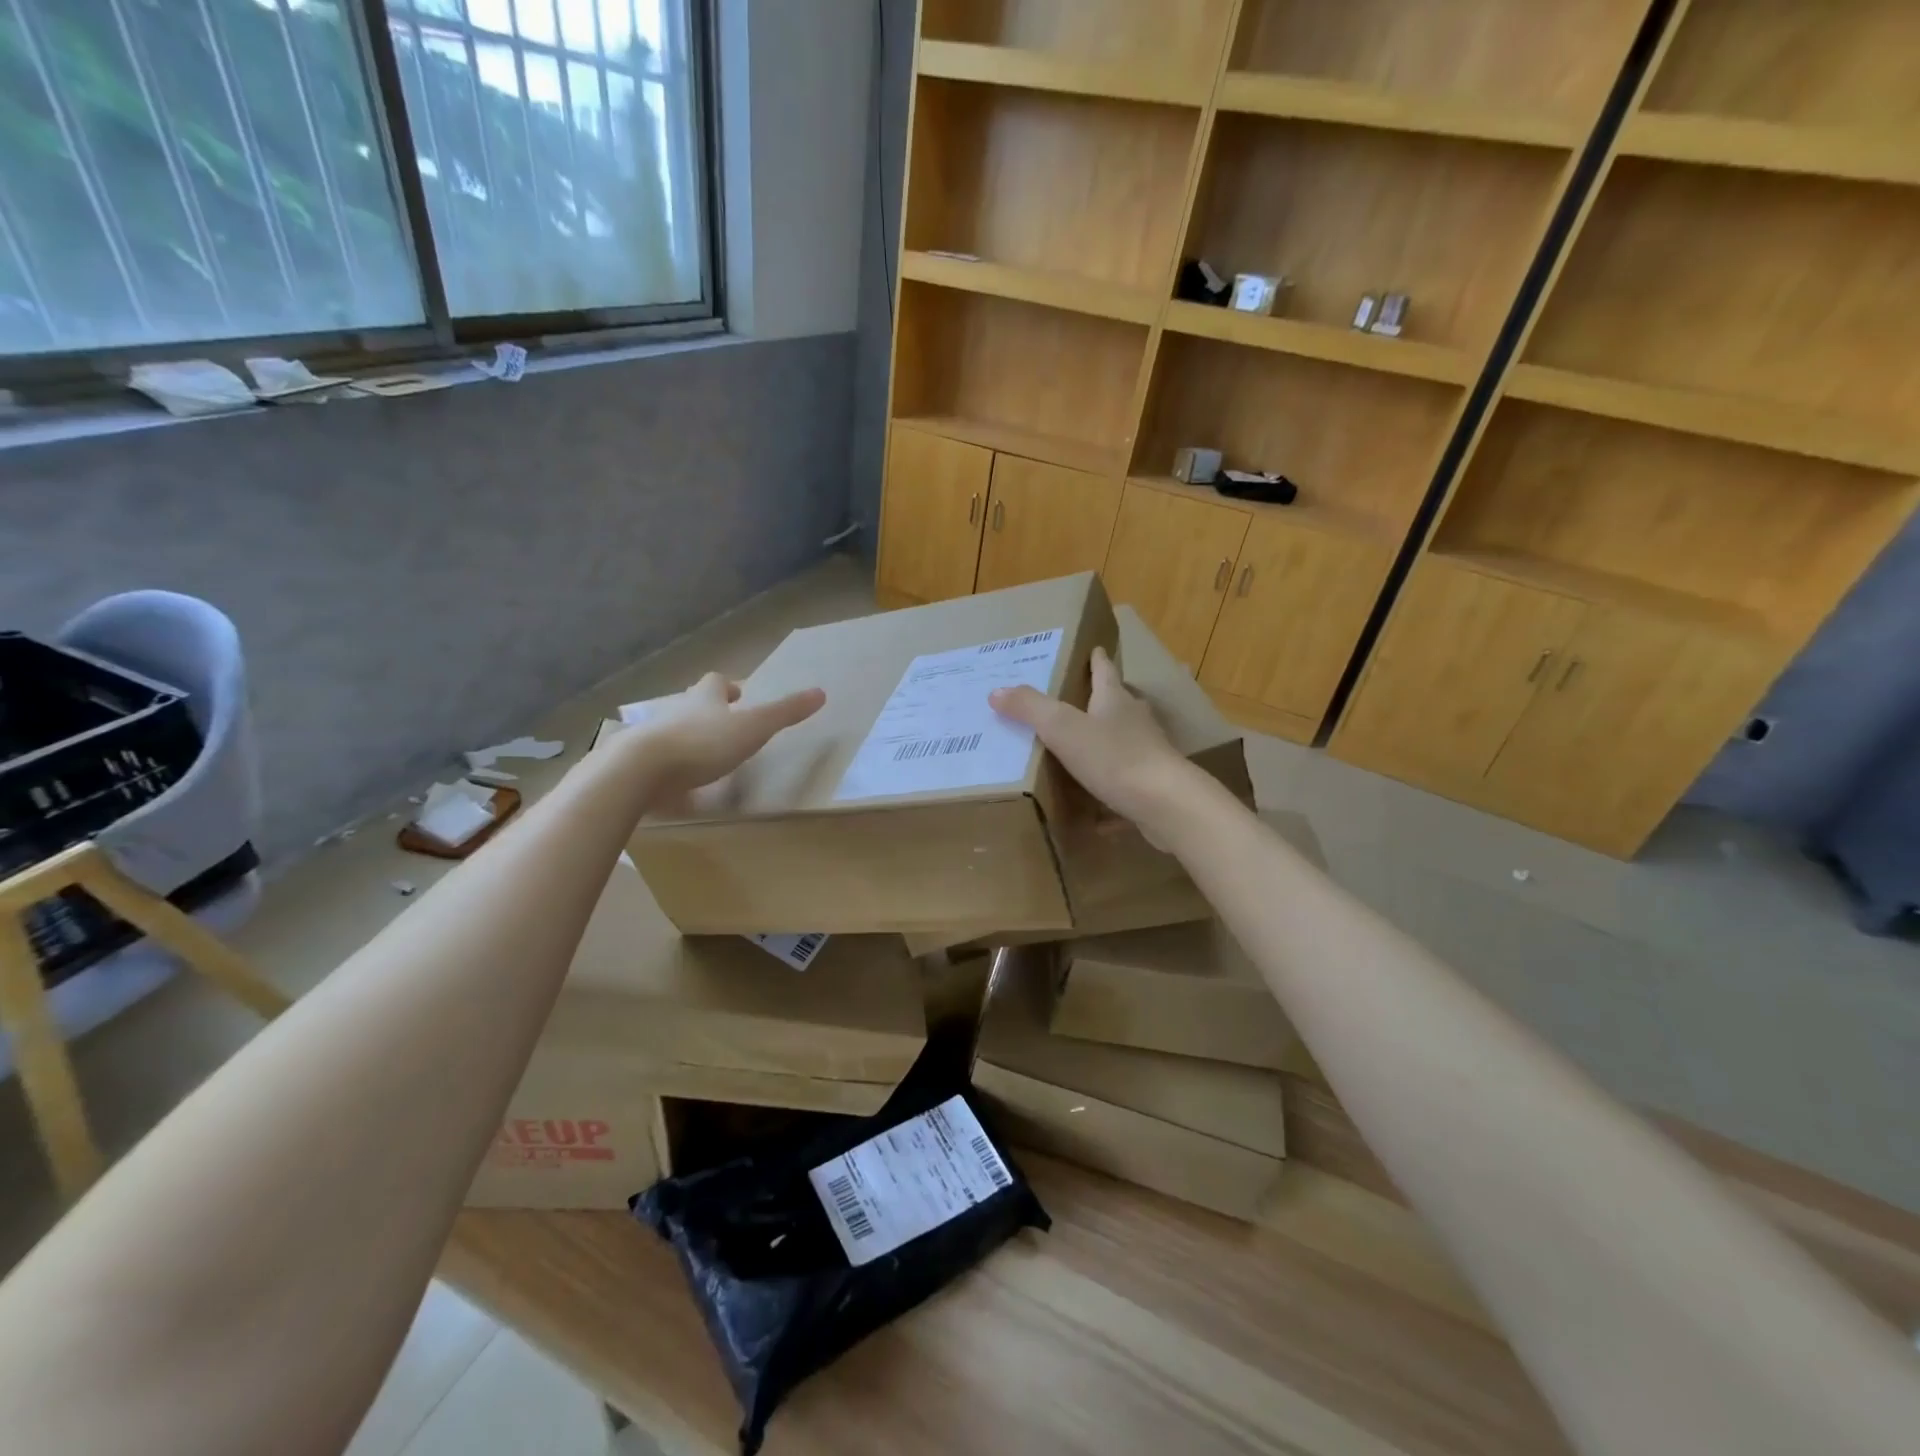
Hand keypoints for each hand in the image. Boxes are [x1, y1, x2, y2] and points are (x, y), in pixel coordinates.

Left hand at [634, 672, 824, 796]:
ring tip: (705, 755)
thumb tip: (821, 692)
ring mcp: (654, 736)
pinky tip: (679, 782)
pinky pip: (658, 760)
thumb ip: (785, 712)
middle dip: (707, 710)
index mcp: (705, 698)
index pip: (716, 682)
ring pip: (674, 729)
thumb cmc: (703, 743)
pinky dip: (670, 766)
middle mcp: (677, 710)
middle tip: (724, 722)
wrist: (641, 769)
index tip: (739, 695)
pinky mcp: (640, 764)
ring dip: (688, 737)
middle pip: (693, 703)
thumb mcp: (753, 728)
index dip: (729, 687)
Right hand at [989, 646, 1197, 834]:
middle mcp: (1135, 721)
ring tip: (1082, 749)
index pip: (1104, 671)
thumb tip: (996, 691)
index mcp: (1115, 700)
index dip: (1096, 660)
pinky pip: (1126, 782)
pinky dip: (1111, 788)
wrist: (1165, 803)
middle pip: (1118, 703)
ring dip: (1107, 741)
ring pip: (1125, 741)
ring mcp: (1148, 753)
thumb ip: (1030, 708)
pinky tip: (1097, 810)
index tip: (1094, 649)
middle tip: (1078, 700)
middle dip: (1101, 700)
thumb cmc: (1113, 757)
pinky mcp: (1152, 786)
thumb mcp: (1062, 728)